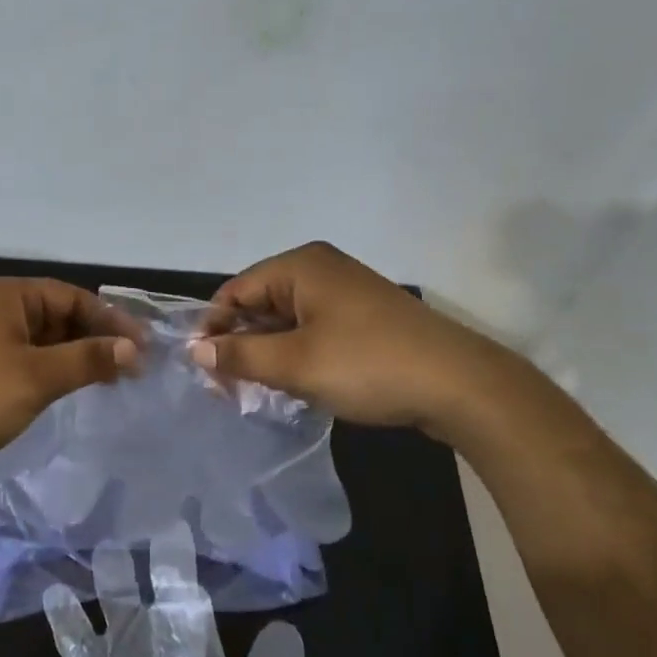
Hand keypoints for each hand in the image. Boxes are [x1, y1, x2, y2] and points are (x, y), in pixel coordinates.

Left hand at [0, 278, 142, 469]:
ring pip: (44, 341)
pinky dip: (54, 372)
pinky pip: (28, 361)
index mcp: (8, 296)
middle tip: (133, 368)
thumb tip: (133, 351)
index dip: (111, 321)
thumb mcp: (38, 376)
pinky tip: (74, 390)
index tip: (143, 348)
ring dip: (77, 357)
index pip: (72, 297)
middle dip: (96, 339)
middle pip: (59, 316)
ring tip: (112, 381)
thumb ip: (88, 359)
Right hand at [187, 241, 535, 439]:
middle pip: (260, 302)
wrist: (460, 385)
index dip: (215, 330)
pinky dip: (297, 353)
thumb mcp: (295, 364)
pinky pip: (314, 329)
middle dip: (241, 343)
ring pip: (287, 319)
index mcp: (300, 266)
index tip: (205, 373)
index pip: (236, 291)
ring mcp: (346, 291)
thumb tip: (196, 351)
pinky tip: (296, 383)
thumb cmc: (368, 365)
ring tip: (260, 390)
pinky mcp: (364, 317)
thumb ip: (240, 356)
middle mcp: (321, 269)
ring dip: (269, 352)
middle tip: (229, 388)